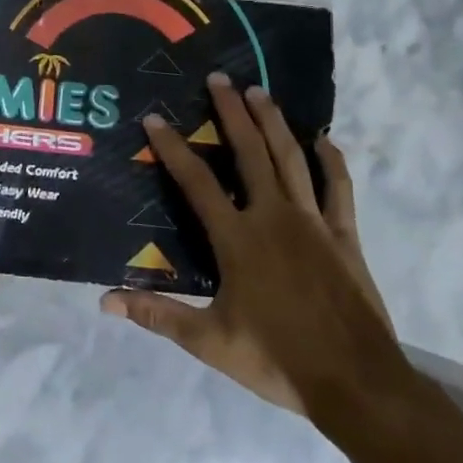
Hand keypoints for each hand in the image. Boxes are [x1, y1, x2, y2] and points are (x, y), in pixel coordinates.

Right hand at [101, 74, 409, 435]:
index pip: (196, 182)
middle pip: (249, 152)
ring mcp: (313, 222)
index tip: (154, 118)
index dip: (172, 148)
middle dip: (231, 112)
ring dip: (273, 122)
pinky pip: (339, 188)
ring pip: (291, 159)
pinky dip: (331, 160)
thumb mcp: (209, 342)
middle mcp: (274, 217)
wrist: (356, 383)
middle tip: (219, 79)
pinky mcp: (345, 235)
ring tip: (259, 91)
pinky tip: (323, 139)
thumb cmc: (277, 360)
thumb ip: (158, 315)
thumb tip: (106, 300)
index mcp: (238, 239)